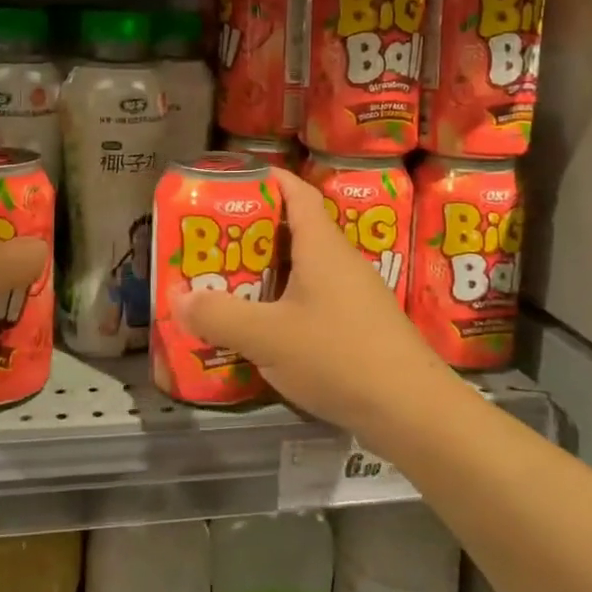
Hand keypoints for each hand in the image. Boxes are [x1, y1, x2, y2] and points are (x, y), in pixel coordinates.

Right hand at [175, 166, 451, 436]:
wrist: (414, 412)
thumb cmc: (339, 356)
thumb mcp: (268, 337)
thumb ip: (218, 316)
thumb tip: (177, 297)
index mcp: (321, 245)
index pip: (295, 191)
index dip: (263, 179)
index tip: (227, 185)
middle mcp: (339, 261)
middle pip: (293, 230)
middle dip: (250, 233)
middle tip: (211, 243)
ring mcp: (353, 294)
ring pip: (302, 268)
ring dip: (265, 272)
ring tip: (226, 284)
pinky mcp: (359, 326)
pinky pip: (313, 299)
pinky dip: (283, 303)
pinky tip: (262, 329)